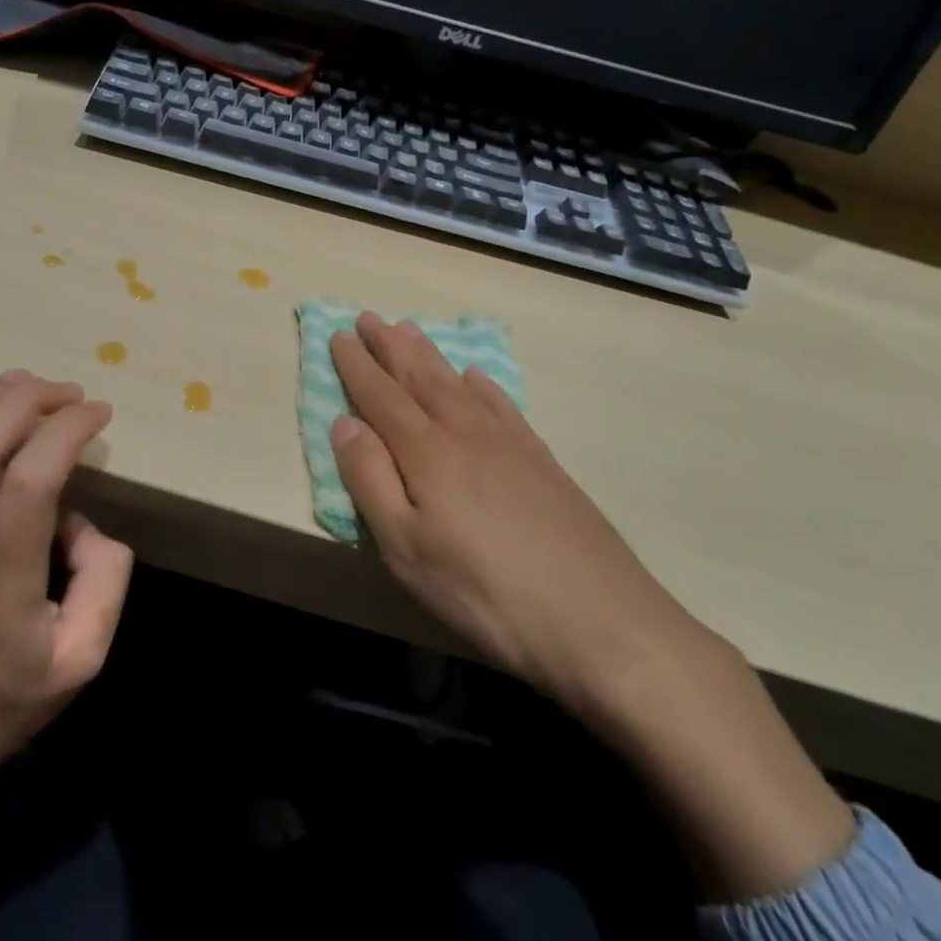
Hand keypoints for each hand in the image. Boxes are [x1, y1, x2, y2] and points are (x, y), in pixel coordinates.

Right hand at [329, 312, 699, 714]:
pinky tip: (477, 376)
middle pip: (420, 377)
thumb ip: (370, 480)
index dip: (357, 365)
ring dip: (430, 354)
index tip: (338, 334)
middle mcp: (467, 434)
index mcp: (428, 454)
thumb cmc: (485, 593)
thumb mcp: (407, 549)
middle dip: (390, 346)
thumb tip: (344, 422)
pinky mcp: (544, 463)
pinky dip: (483, 384)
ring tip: (411, 329)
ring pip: (459, 383)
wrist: (601, 622)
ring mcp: (510, 445)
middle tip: (370, 317)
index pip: (381, 396)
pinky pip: (503, 405)